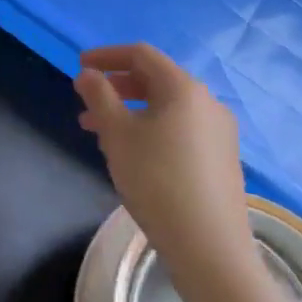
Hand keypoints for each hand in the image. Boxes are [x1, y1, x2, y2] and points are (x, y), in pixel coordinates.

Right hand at [74, 44, 259, 288]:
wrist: (209, 246)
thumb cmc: (156, 180)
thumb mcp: (117, 134)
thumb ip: (99, 96)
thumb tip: (87, 73)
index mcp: (184, 88)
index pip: (141, 55)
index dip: (107, 56)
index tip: (80, 66)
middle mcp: (208, 102)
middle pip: (156, 79)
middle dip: (117, 87)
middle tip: (87, 102)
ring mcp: (219, 132)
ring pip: (167, 107)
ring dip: (131, 111)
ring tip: (100, 133)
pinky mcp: (222, 158)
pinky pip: (180, 128)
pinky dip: (151, 128)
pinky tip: (133, 154)